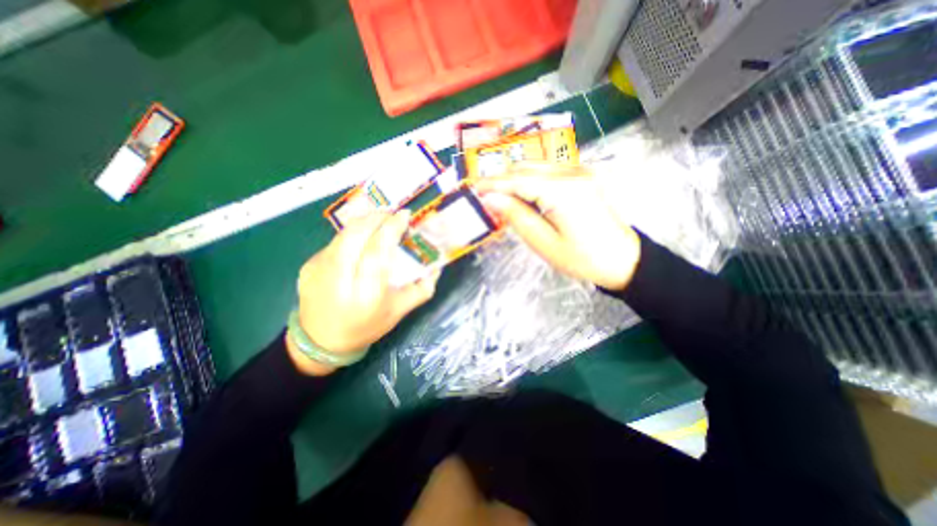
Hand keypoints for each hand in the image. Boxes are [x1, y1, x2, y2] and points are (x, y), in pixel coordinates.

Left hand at [288, 211, 442, 374]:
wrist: (321, 341)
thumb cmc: (366, 327)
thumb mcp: (399, 311)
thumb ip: (422, 289)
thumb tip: (437, 267)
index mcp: (365, 294)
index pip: (377, 251)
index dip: (391, 229)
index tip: (404, 216)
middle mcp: (338, 279)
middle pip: (355, 235)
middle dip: (376, 217)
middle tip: (392, 214)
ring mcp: (318, 269)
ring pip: (343, 233)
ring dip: (364, 221)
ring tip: (379, 220)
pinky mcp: (308, 265)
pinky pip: (335, 241)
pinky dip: (352, 234)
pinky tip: (361, 240)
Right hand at [479, 162, 640, 290]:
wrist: (622, 260)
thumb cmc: (583, 259)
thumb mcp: (544, 243)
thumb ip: (517, 216)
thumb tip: (491, 199)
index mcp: (564, 191)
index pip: (519, 180)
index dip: (494, 184)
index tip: (474, 189)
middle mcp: (573, 173)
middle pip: (527, 167)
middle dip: (502, 179)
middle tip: (484, 194)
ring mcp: (581, 172)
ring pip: (537, 166)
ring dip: (515, 178)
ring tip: (500, 196)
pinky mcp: (583, 177)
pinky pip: (549, 171)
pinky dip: (530, 179)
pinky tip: (522, 194)